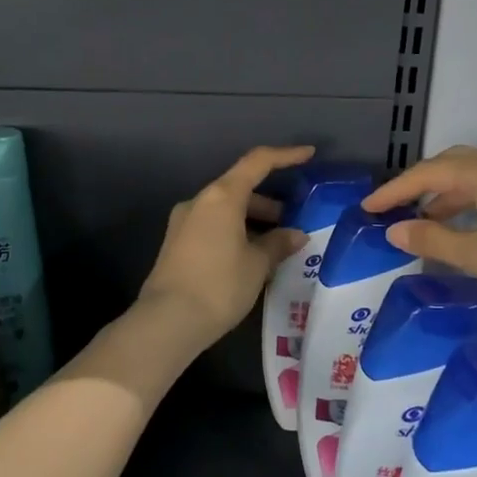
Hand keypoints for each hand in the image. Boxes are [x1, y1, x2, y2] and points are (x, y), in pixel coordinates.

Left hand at [138, 146, 313, 345]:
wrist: (167, 321)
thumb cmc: (219, 285)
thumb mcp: (257, 265)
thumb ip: (278, 244)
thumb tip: (296, 235)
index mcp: (221, 196)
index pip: (257, 163)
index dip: (286, 156)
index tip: (309, 155)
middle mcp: (199, 201)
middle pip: (239, 188)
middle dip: (269, 202)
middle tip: (292, 222)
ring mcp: (183, 222)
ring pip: (225, 210)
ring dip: (252, 220)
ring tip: (275, 245)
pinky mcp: (176, 243)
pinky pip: (213, 226)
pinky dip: (235, 232)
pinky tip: (250, 257)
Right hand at [362, 145, 476, 340]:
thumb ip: (433, 239)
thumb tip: (394, 228)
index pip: (429, 172)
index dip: (394, 190)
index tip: (367, 209)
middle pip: (455, 166)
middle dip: (421, 187)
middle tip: (395, 211)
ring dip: (449, 198)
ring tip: (428, 227)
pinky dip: (476, 206)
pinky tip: (470, 233)